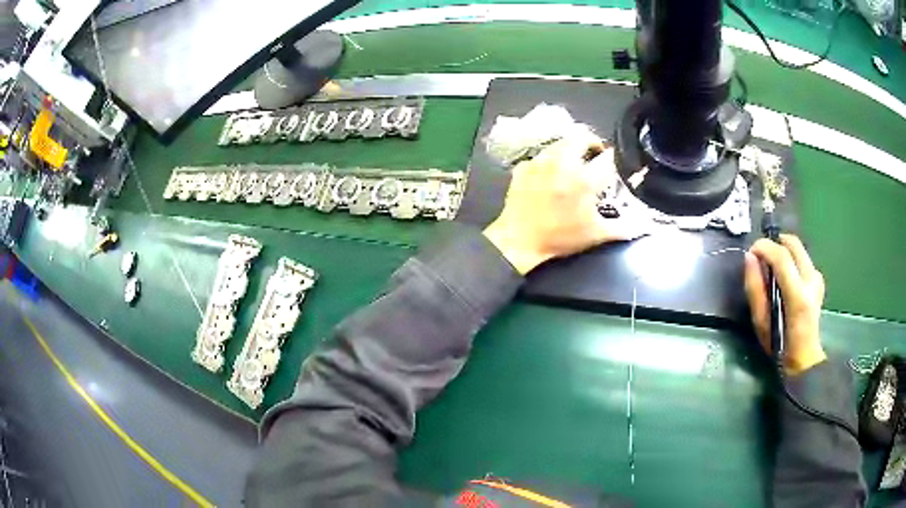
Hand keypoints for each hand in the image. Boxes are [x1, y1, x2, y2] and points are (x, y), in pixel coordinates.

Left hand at [483, 135, 648, 274]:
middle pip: (582, 137)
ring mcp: (540, 162)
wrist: (520, 241)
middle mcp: (563, 164)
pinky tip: (551, 173)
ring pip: (561, 142)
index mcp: (584, 180)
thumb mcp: (596, 235)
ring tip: (575, 161)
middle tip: (596, 154)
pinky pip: (542, 155)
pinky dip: (550, 159)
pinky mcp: (524, 166)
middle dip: (592, 142)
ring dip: (571, 148)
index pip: (608, 157)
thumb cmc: (560, 239)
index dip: (616, 158)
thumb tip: (645, 225)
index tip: (616, 164)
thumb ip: (624, 228)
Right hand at [744, 234, 825, 375]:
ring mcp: (817, 278)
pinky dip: (791, 258)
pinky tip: (785, 275)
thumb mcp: (760, 322)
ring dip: (783, 251)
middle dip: (775, 242)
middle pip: (793, 243)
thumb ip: (755, 288)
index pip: (782, 256)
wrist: (803, 358)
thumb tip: (749, 257)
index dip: (764, 247)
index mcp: (798, 295)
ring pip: (798, 248)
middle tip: (761, 254)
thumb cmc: (778, 345)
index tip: (751, 251)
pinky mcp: (819, 278)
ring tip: (771, 266)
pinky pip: (803, 257)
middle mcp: (811, 281)